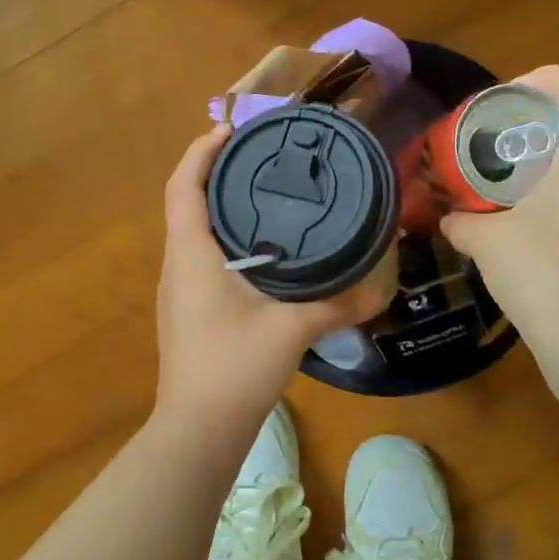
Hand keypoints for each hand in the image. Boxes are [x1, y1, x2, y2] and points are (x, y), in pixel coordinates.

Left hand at [155, 126, 388, 428]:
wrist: (198, 430)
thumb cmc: (234, 367)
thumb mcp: (291, 330)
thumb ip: (337, 305)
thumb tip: (380, 290)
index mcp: (191, 254)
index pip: (184, 185)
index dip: (200, 151)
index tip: (231, 129)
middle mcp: (177, 265)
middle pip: (188, 204)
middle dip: (217, 174)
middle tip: (261, 158)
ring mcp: (179, 292)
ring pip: (194, 234)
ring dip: (221, 210)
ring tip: (265, 198)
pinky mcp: (188, 314)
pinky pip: (202, 261)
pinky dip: (226, 243)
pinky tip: (262, 255)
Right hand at [441, 66, 558, 343]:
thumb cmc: (537, 270)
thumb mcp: (484, 240)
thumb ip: (461, 219)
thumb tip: (447, 217)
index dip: (546, 80)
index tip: (506, 98)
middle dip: (544, 117)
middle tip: (502, 133)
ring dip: (554, 152)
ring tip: (512, 170)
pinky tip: (528, 212)